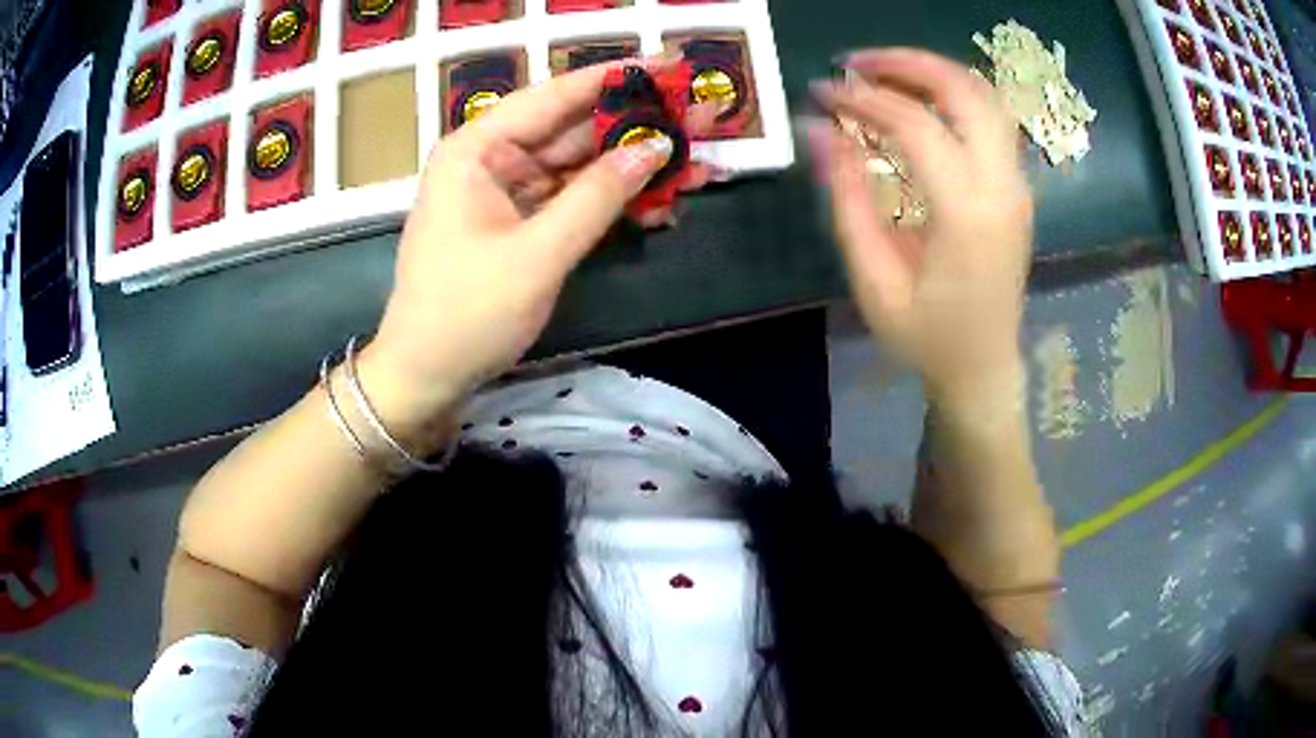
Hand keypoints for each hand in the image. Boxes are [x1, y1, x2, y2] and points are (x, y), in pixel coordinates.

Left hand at [362, 60, 714, 446]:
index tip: (672, 66)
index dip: (618, 78)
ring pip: (580, 164)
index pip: (556, 95)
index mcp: (478, 148)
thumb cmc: (467, 313)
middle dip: (638, 126)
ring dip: (634, 168)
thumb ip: (599, 195)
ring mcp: (505, 191)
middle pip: (574, 128)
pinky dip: (613, 202)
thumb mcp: (538, 253)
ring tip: (699, 165)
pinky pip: (572, 198)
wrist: (427, 377)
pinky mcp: (518, 222)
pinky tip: (661, 206)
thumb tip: (657, 147)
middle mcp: (491, 158)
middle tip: (703, 120)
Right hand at [809, 49, 1032, 400]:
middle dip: (906, 63)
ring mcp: (1017, 184)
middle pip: (964, 90)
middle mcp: (1002, 187)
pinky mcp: (1016, 186)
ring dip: (933, 72)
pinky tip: (919, 100)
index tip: (822, 92)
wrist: (983, 367)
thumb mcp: (874, 278)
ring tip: (883, 73)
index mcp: (967, 214)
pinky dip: (953, 94)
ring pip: (985, 96)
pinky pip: (991, 118)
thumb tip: (818, 129)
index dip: (862, 99)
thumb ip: (847, 197)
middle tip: (855, 64)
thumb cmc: (926, 336)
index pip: (915, 125)